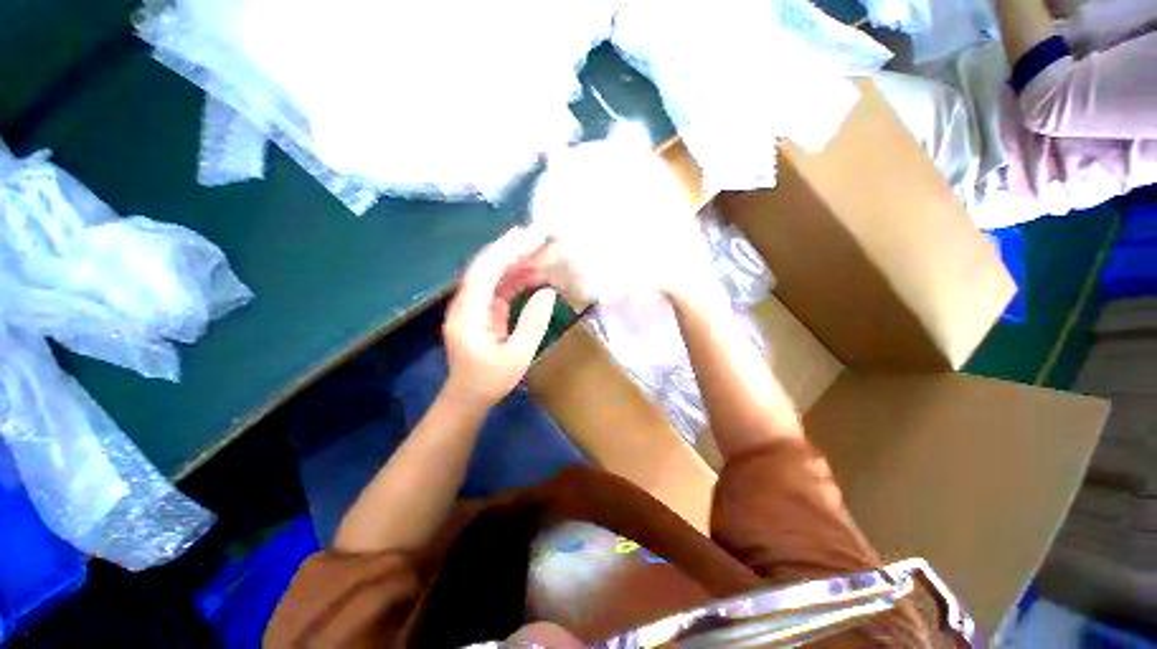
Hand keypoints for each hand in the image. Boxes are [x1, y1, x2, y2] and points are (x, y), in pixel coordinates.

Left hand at [442, 227, 557, 408]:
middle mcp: (467, 302)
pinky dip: (519, 278)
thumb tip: (547, 292)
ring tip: (546, 252)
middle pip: (489, 266)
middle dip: (515, 249)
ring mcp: (475, 305)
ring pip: (496, 275)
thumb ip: (532, 323)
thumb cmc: (489, 381)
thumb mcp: (517, 356)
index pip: (485, 271)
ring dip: (519, 262)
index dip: (507, 250)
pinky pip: (502, 287)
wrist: (468, 398)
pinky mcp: (485, 311)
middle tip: (543, 238)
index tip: (532, 237)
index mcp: (468, 312)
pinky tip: (538, 273)